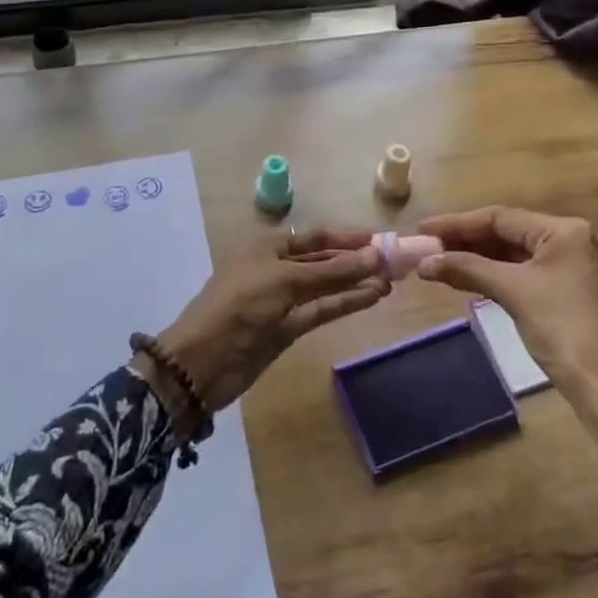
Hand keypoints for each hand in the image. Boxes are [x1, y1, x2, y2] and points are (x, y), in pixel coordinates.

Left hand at [147, 226, 388, 419]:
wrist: (203, 361)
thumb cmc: (240, 305)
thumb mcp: (285, 280)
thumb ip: (332, 271)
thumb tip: (375, 256)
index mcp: (267, 246)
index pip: (314, 236)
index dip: (346, 237)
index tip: (380, 239)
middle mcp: (275, 268)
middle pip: (322, 260)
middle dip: (355, 261)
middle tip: (394, 263)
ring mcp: (282, 299)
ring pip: (325, 286)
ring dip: (355, 283)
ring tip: (391, 282)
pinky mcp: (287, 327)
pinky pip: (321, 309)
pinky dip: (344, 303)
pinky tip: (371, 298)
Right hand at [416, 206, 597, 519]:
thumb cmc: (564, 330)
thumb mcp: (513, 292)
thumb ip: (467, 268)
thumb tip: (424, 262)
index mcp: (565, 231)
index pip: (501, 217)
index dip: (457, 223)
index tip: (422, 230)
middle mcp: (573, 241)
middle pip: (508, 233)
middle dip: (466, 241)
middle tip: (426, 247)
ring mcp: (575, 268)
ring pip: (515, 254)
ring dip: (478, 259)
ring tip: (439, 263)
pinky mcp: (572, 293)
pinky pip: (525, 273)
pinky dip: (496, 275)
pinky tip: (469, 280)